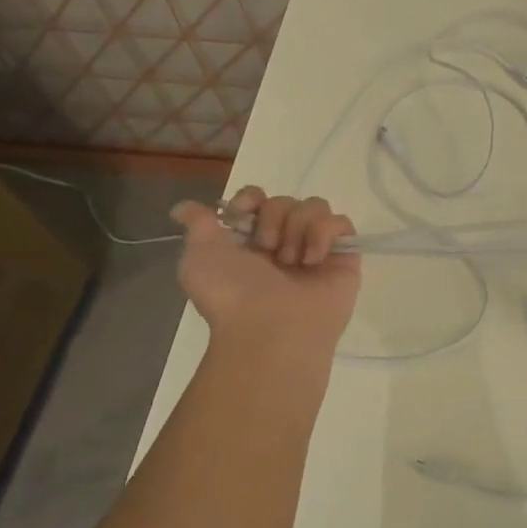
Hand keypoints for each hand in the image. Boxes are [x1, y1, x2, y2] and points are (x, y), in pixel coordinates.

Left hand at [170, 188, 359, 348]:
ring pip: (315, 206)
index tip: (243, 213)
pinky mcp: (344, 258)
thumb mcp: (198, 257)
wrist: (270, 329)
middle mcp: (285, 243)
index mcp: (250, 242)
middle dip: (274, 218)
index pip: (258, 198)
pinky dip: (325, 233)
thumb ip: (197, 225)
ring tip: (291, 260)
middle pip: (286, 200)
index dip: (251, 198)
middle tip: (267, 249)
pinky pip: (341, 223)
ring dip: (298, 227)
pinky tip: (313, 260)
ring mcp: (316, 250)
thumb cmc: (232, 294)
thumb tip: (182, 208)